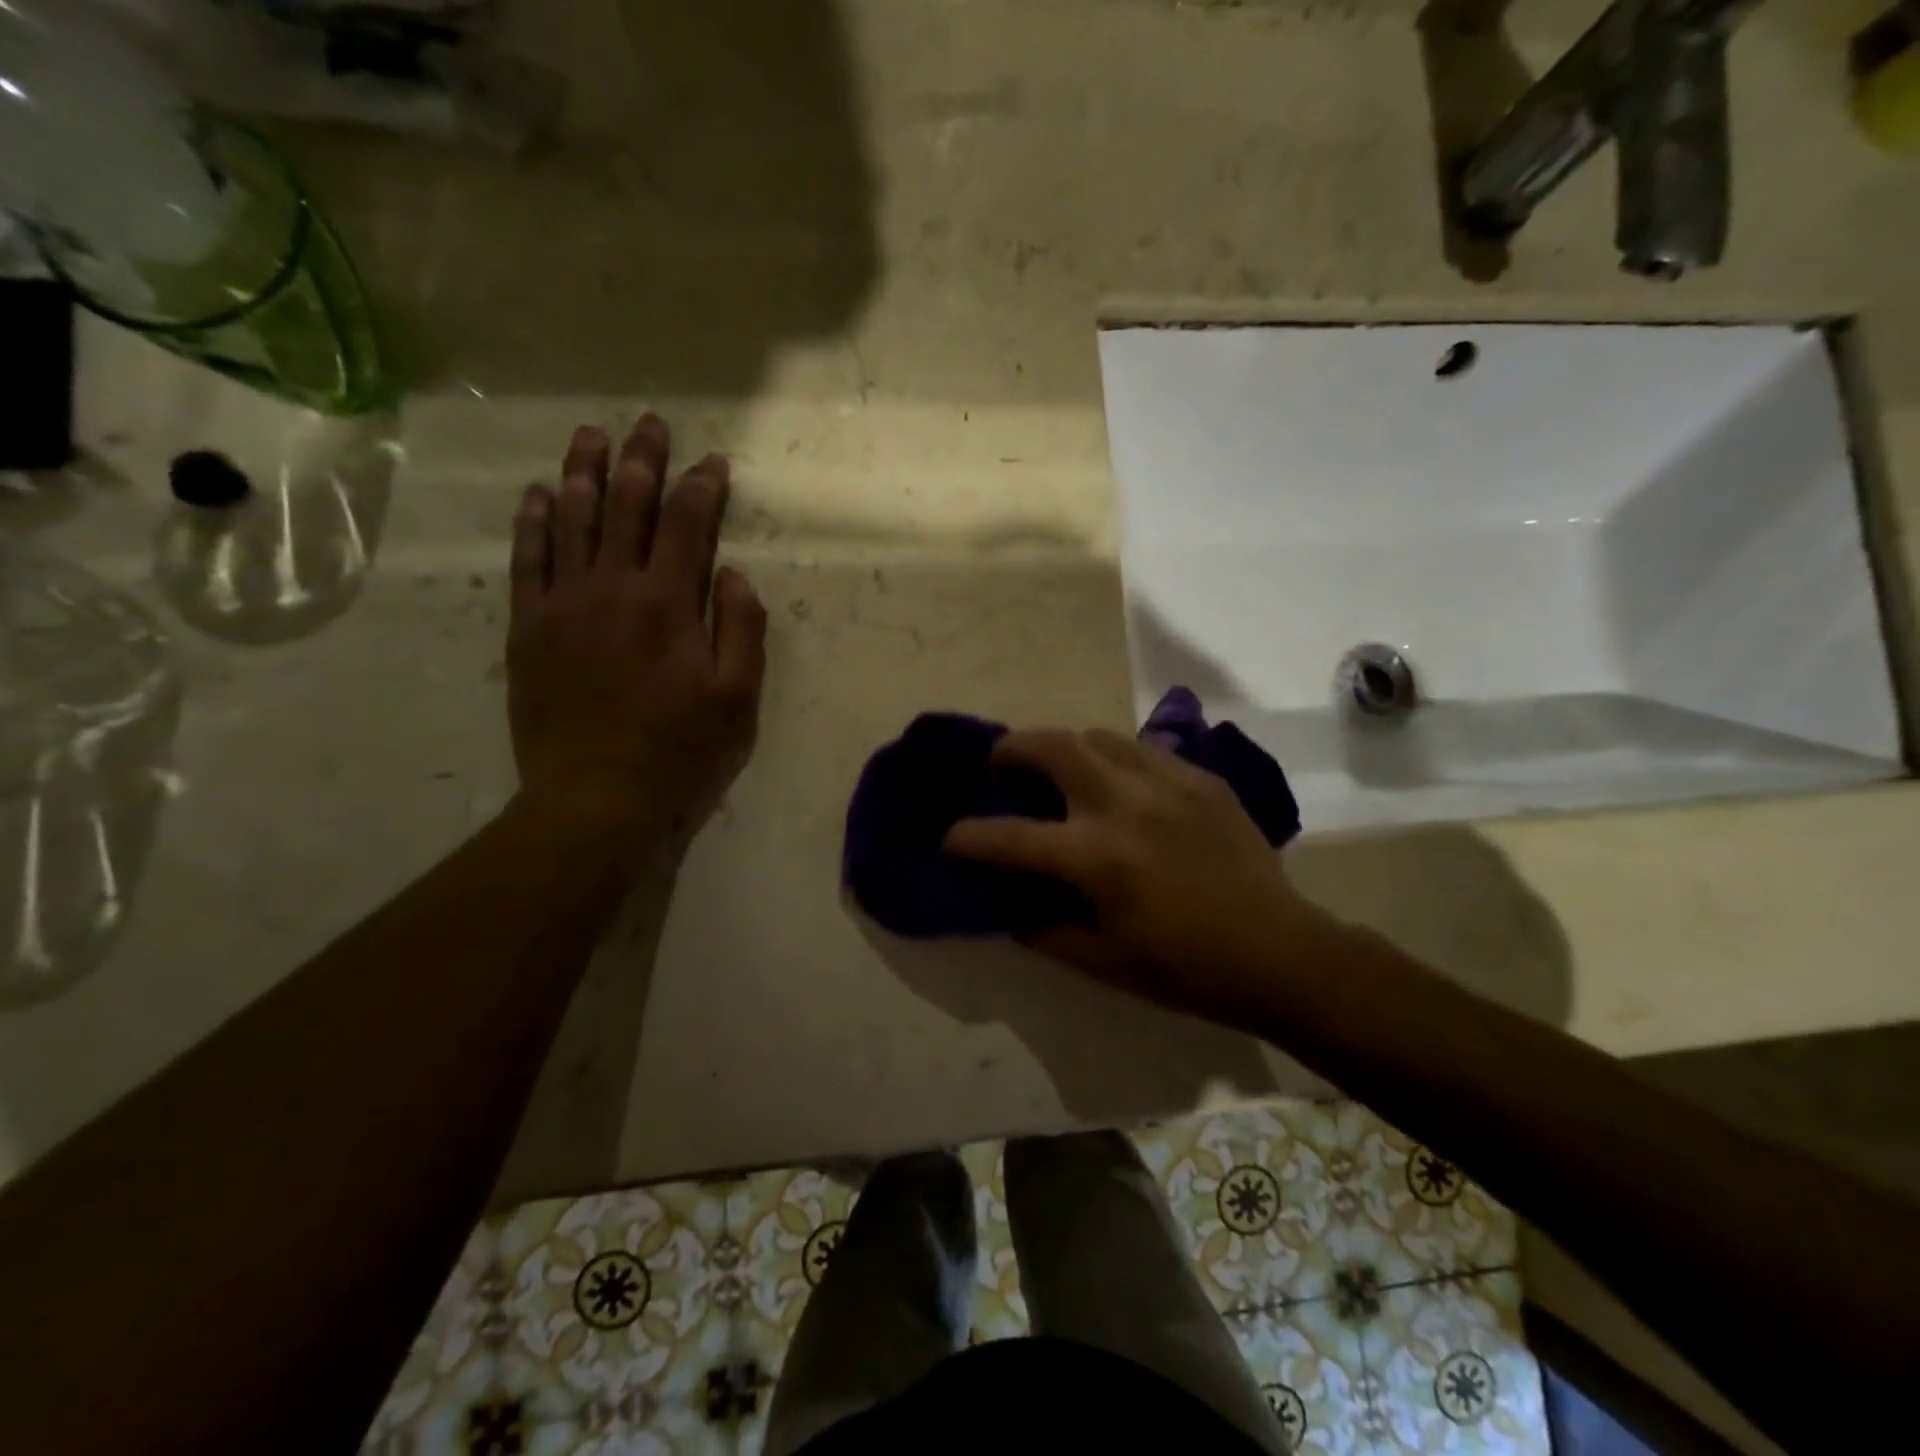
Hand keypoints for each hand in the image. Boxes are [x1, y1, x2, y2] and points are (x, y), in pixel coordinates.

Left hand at [507, 416, 766, 845]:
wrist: (596, 798)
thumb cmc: (680, 752)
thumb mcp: (738, 699)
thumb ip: (742, 628)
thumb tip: (730, 573)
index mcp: (669, 603)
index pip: (688, 524)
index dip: (702, 487)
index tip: (712, 461)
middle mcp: (613, 587)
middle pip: (626, 506)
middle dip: (642, 460)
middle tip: (649, 423)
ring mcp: (563, 603)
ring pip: (572, 519)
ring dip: (583, 471)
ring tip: (591, 435)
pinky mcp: (528, 627)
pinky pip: (528, 559)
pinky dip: (534, 521)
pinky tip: (540, 494)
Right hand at [943, 729, 1332, 1020]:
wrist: (1280, 954)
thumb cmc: (1185, 970)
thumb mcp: (1102, 964)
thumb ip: (1043, 930)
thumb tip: (1008, 903)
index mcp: (1097, 858)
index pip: (1010, 837)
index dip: (968, 838)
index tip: (951, 838)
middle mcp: (1125, 805)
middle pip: (1051, 746)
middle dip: (1011, 751)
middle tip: (1002, 768)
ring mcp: (1167, 783)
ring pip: (1096, 736)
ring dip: (1064, 750)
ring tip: (1062, 776)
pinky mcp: (1201, 779)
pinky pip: (1142, 751)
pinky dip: (1114, 762)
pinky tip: (1122, 790)